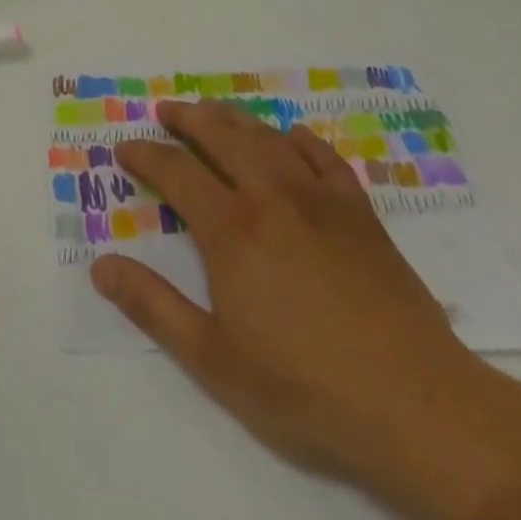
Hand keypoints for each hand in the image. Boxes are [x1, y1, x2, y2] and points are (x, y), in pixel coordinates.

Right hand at [90, 99, 486, 484]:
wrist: (420, 409)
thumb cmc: (306, 388)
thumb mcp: (213, 360)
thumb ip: (153, 307)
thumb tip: (100, 266)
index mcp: (230, 228)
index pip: (174, 171)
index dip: (144, 155)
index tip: (124, 147)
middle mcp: (270, 197)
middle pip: (220, 137)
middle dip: (187, 119)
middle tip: (166, 110)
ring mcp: (320, 201)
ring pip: (267, 138)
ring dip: (234, 119)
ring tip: (214, 112)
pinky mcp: (360, 215)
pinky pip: (325, 158)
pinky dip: (301, 140)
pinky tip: (291, 138)